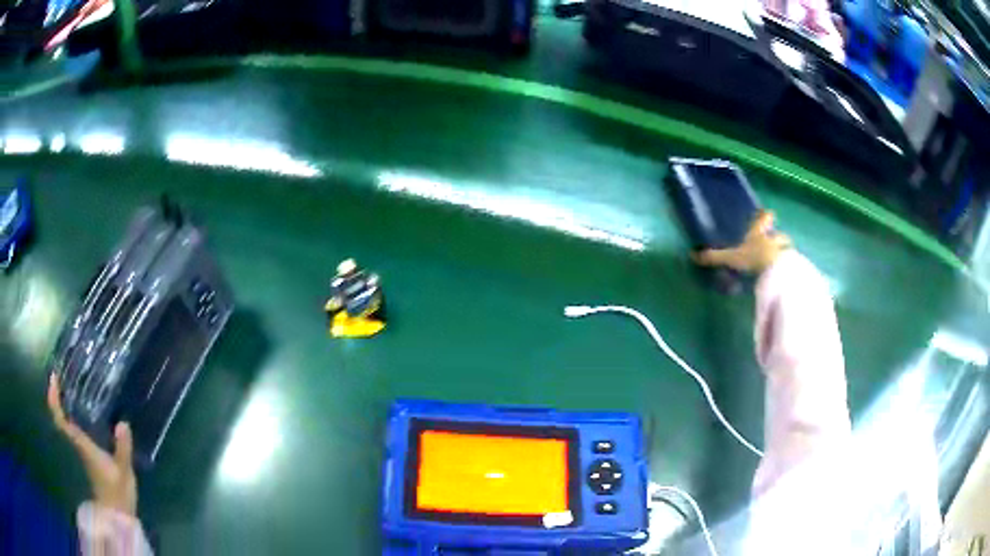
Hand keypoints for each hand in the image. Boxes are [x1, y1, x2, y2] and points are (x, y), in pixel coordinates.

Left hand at [47, 374, 137, 515]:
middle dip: (56, 396)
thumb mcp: (124, 472)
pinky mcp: (87, 453)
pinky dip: (71, 414)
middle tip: (58, 375)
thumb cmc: (118, 494)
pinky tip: (80, 407)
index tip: (54, 379)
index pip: (62, 421)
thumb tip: (123, 423)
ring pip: (65, 422)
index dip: (55, 400)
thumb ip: (122, 449)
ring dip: (62, 403)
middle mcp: (78, 444)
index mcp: (83, 446)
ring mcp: (81, 449)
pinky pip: (73, 427)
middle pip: (60, 418)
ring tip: (68, 384)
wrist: (116, 515)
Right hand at [693, 211, 791, 273]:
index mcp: (759, 231)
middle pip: (777, 233)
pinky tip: (782, 275)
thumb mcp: (731, 258)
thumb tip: (693, 254)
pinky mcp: (792, 264)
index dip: (765, 216)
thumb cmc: (754, 258)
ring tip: (777, 262)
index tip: (765, 214)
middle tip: (770, 244)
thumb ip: (714, 257)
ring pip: (785, 247)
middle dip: (775, 237)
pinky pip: (790, 263)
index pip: (765, 217)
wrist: (777, 272)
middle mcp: (773, 237)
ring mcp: (785, 250)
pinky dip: (787, 267)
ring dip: (783, 252)